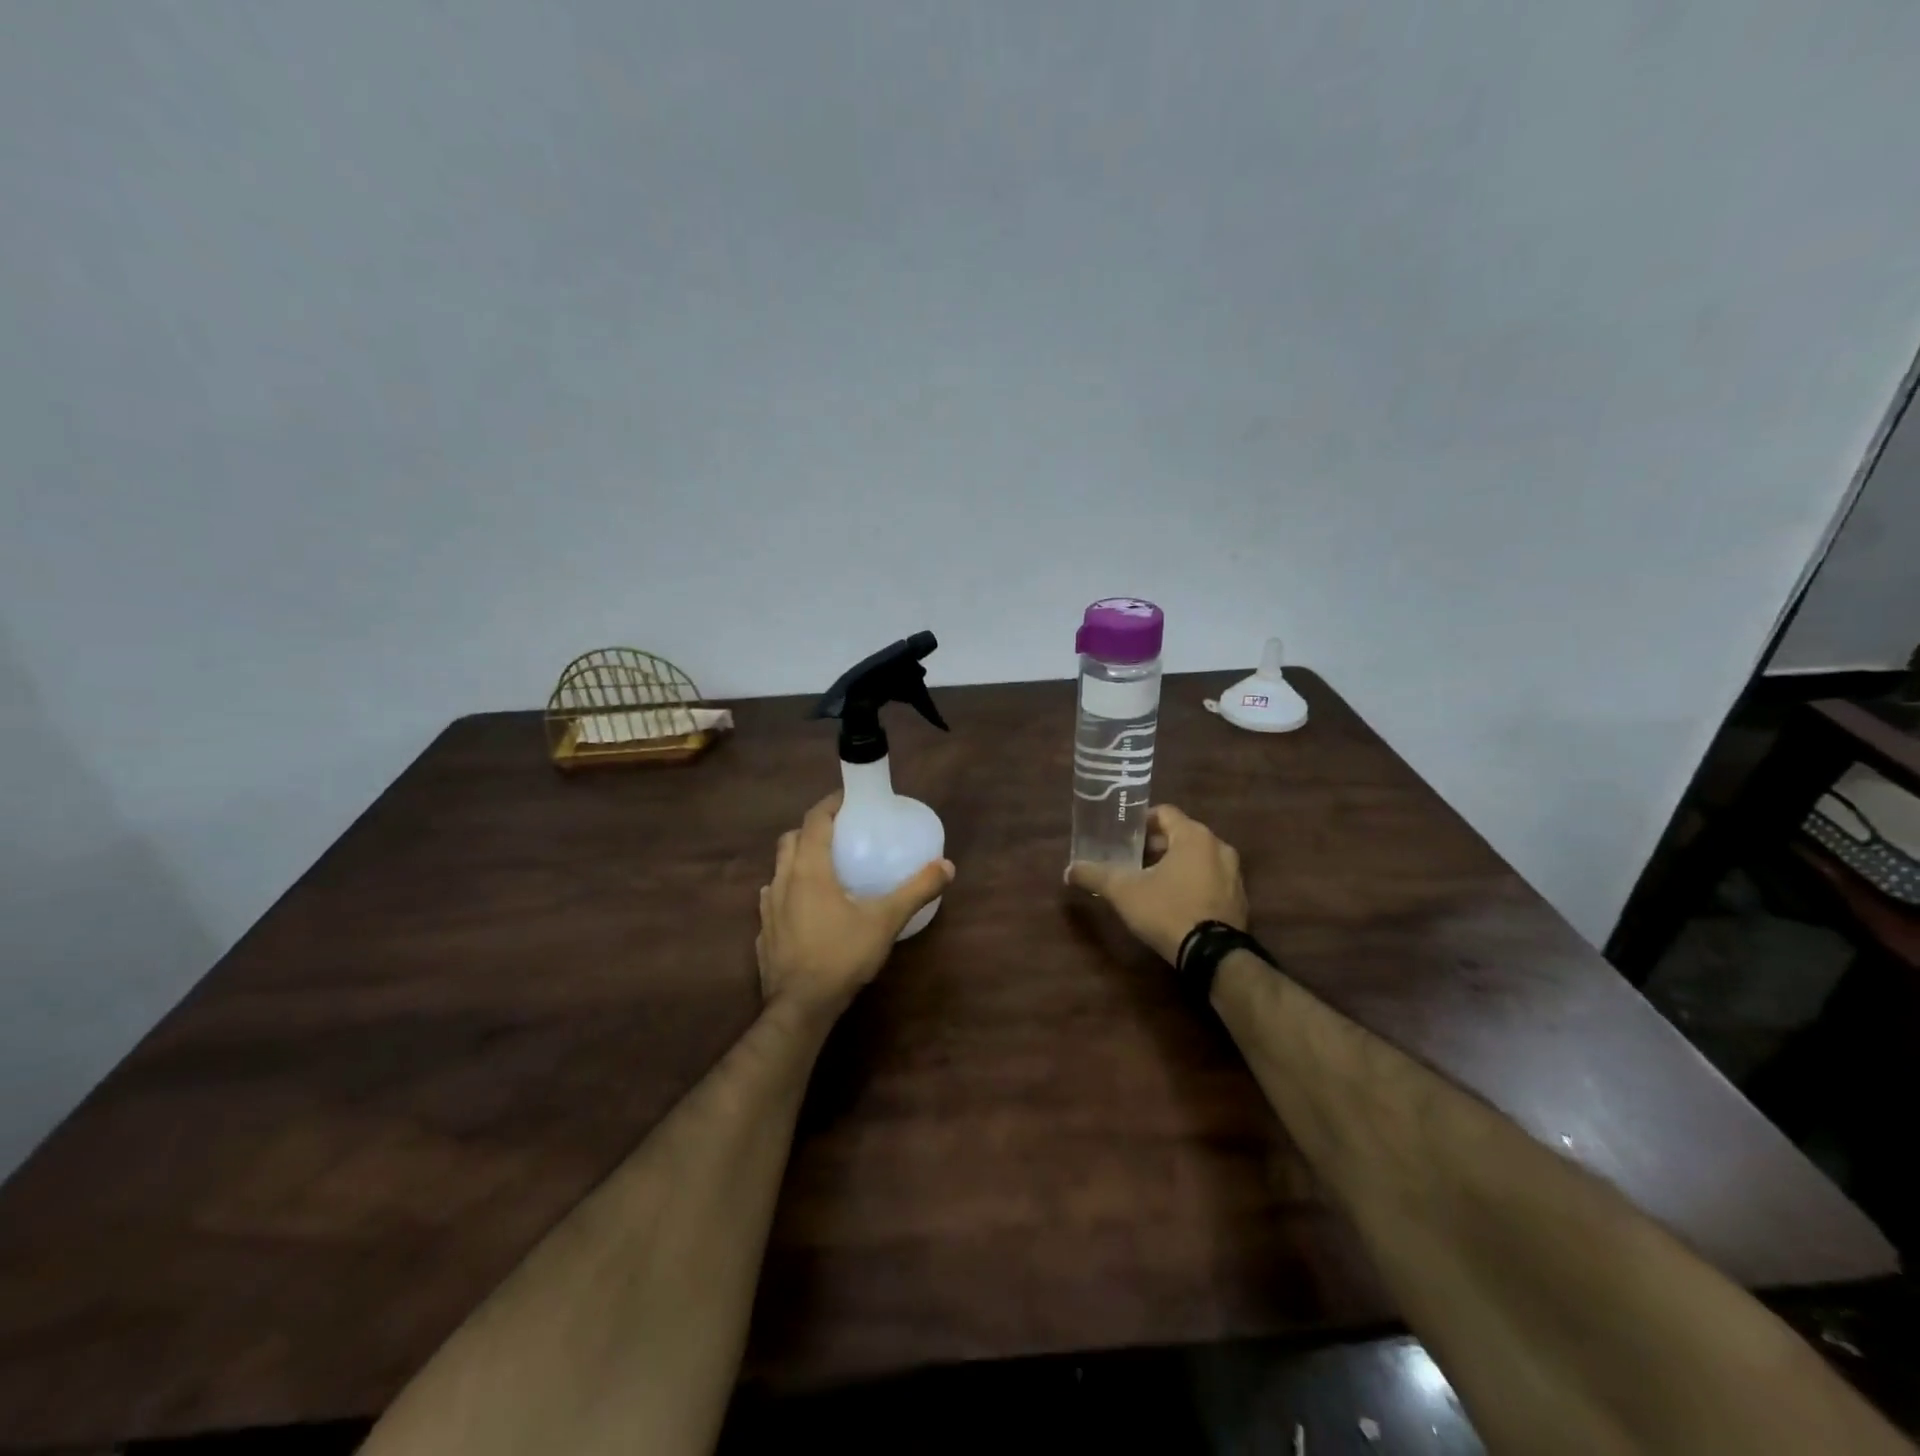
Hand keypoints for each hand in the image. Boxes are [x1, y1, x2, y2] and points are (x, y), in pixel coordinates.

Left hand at [756, 792, 954, 1017]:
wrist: (801, 1007)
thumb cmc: (842, 955)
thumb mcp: (886, 920)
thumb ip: (916, 890)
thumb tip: (947, 866)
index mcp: (809, 869)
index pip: (814, 821)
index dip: (829, 804)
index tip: (847, 798)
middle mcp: (783, 881)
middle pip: (790, 840)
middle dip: (811, 829)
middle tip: (837, 833)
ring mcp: (768, 909)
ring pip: (778, 870)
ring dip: (796, 860)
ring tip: (822, 870)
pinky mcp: (763, 933)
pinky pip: (773, 901)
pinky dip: (788, 893)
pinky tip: (805, 909)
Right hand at [1067, 804, 1246, 963]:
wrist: (1213, 955)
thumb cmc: (1168, 910)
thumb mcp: (1124, 892)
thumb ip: (1095, 876)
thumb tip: (1068, 870)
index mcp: (1194, 836)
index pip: (1164, 813)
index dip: (1141, 821)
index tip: (1123, 835)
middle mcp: (1219, 847)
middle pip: (1181, 835)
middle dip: (1156, 845)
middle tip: (1131, 860)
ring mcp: (1234, 874)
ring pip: (1197, 858)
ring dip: (1175, 864)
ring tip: (1150, 881)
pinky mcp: (1239, 899)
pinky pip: (1210, 880)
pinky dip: (1192, 882)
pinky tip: (1174, 902)